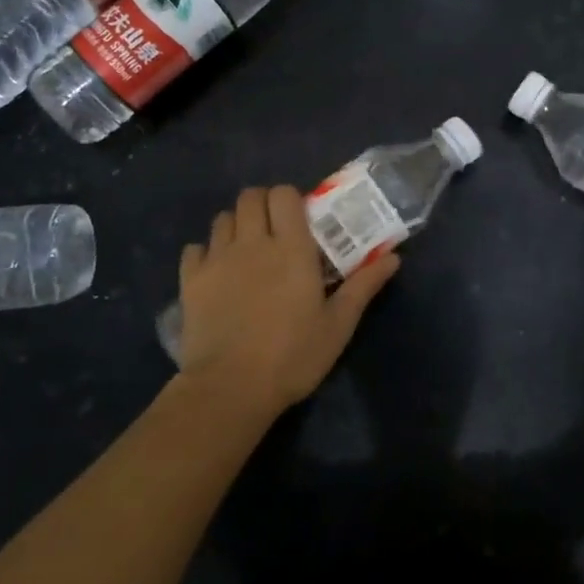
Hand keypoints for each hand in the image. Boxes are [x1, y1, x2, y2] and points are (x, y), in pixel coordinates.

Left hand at [174, 186, 399, 416]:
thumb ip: (364, 285)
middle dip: (262, 205)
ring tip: (246, 250)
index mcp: (291, 247)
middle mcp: (252, 242)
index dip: (291, 199)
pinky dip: (205, 252)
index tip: (300, 220)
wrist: (230, 388)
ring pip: (222, 218)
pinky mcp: (190, 281)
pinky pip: (194, 249)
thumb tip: (393, 256)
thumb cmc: (293, 355)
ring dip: (236, 225)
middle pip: (250, 196)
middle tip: (274, 231)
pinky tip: (216, 272)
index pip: (284, 194)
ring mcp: (217, 259)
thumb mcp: (338, 325)